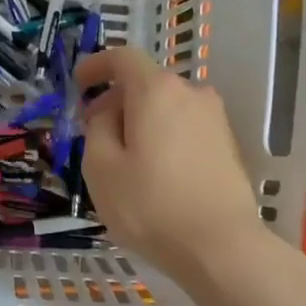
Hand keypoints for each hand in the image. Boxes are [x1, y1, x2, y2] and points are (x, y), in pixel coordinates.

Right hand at [74, 46, 259, 272]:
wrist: (220, 247)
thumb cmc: (150, 205)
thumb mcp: (101, 167)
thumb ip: (96, 128)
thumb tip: (107, 114)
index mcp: (157, 91)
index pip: (122, 58)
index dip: (96, 66)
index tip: (78, 83)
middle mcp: (191, 94)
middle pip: (145, 83)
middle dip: (115, 100)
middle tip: (92, 131)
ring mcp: (214, 119)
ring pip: (166, 108)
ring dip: (139, 121)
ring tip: (121, 158)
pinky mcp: (227, 145)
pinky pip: (183, 128)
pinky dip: (161, 137)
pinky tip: (151, 172)